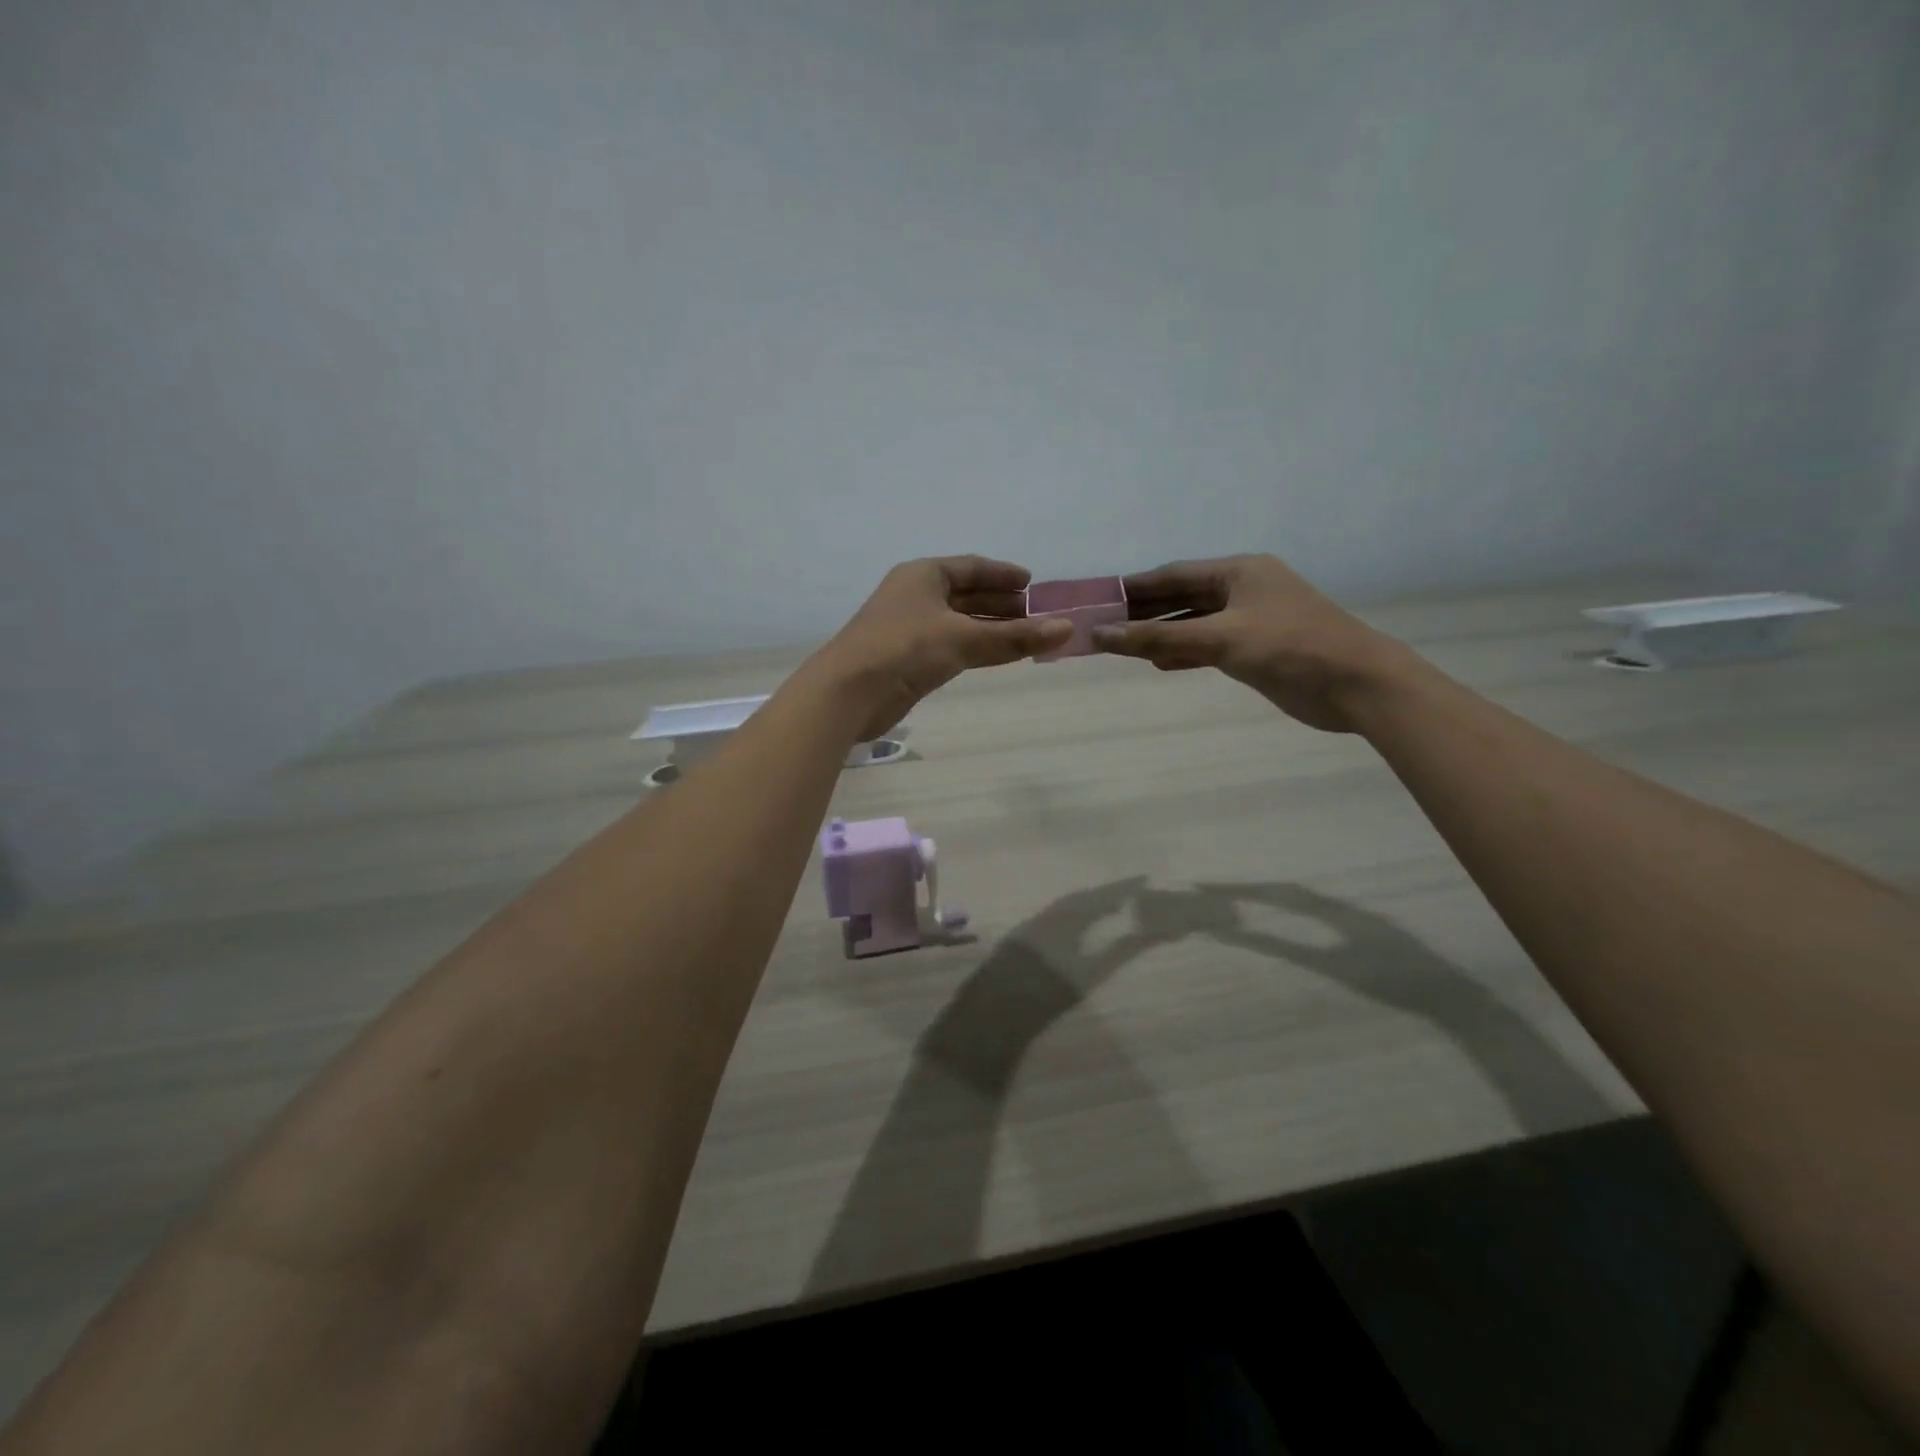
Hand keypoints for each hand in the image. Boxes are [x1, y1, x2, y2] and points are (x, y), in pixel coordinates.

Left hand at [811, 556, 1071, 739]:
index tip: (1032, 583)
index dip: (1002, 574)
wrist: (848, 693)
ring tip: (1025, 636)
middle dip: (1000, 603)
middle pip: (966, 594)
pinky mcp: (907, 659)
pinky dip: (975, 647)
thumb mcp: (963, 639)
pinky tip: (994, 656)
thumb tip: (1067, 629)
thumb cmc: (904, 649)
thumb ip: (1014, 636)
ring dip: (990, 628)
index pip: (971, 567)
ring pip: (959, 622)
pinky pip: (950, 645)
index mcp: (923, 575)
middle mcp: (915, 595)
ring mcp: (909, 628)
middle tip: (1037, 614)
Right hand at [1091, 554, 1408, 732]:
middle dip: (1143, 612)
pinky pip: (1208, 645)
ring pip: (1193, 623)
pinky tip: (1158, 663)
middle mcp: (1243, 590)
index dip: (1134, 586)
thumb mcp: (1221, 639)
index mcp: (1238, 572)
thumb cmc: (1291, 648)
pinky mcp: (1256, 650)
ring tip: (1120, 645)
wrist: (1358, 686)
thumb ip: (1159, 639)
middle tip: (1102, 625)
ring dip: (1160, 633)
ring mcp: (1250, 620)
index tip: (1097, 598)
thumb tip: (1101, 635)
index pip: (1173, 575)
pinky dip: (1183, 652)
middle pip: (1181, 597)